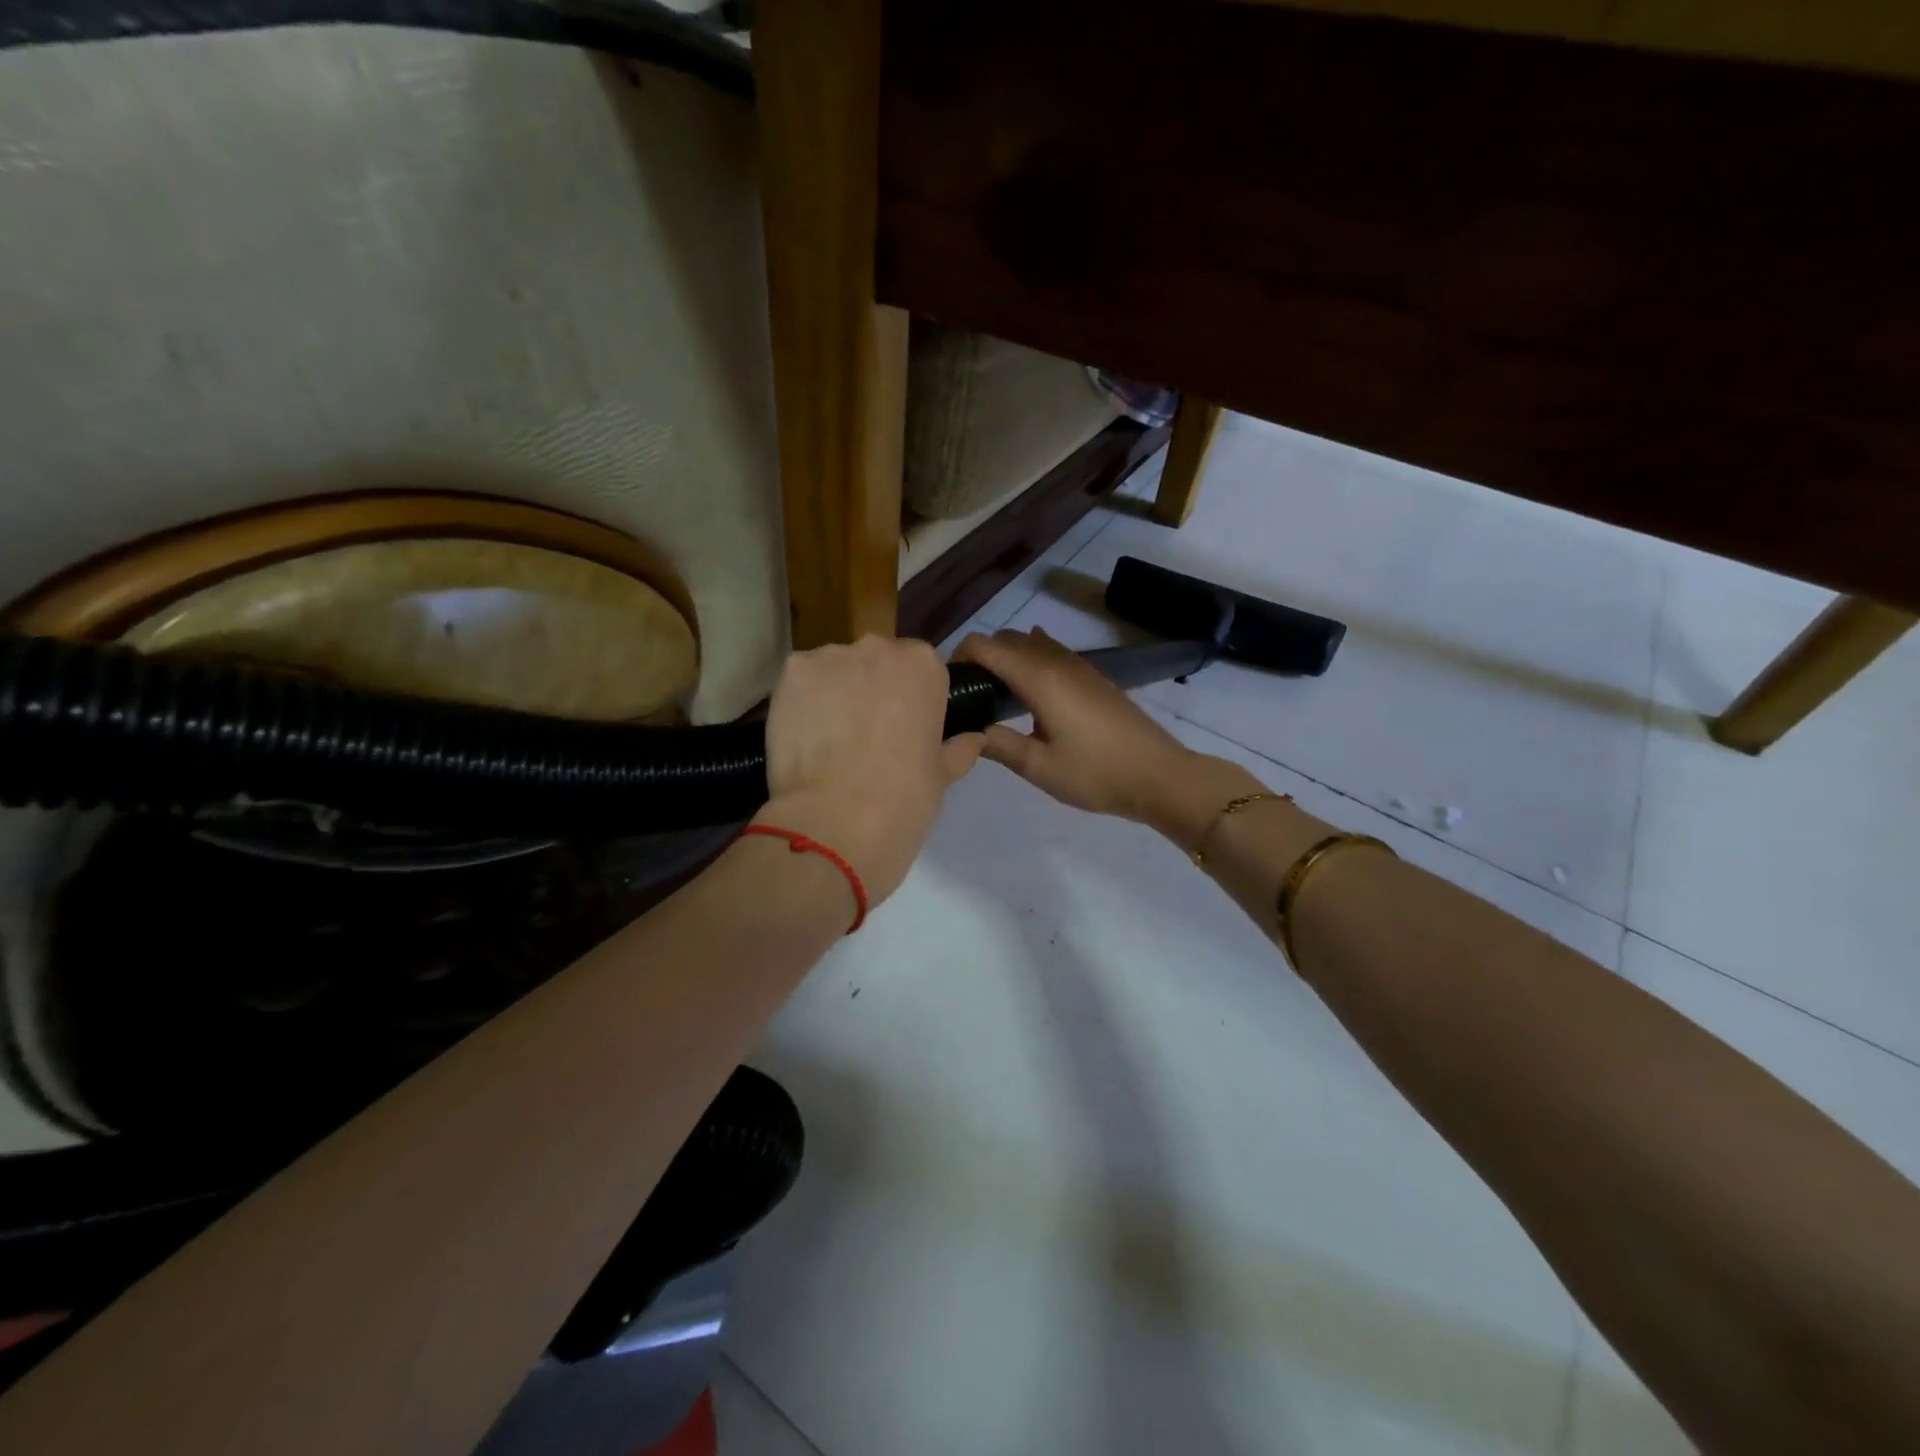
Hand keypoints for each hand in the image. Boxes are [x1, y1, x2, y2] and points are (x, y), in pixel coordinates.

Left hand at [758, 635, 983, 905]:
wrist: (835, 822)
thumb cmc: (903, 799)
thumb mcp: (943, 776)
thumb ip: (958, 748)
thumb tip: (973, 738)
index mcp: (925, 666)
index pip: (922, 667)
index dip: (913, 697)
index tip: (906, 726)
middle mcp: (878, 648)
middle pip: (876, 661)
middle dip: (873, 688)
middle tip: (867, 734)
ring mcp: (829, 657)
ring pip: (836, 669)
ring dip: (837, 693)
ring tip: (830, 739)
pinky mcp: (790, 674)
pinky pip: (801, 682)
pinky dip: (803, 702)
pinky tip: (805, 735)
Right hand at [951, 627, 1200, 822]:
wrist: (1158, 775)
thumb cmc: (1095, 774)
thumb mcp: (1038, 767)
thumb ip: (997, 744)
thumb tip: (965, 730)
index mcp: (1038, 678)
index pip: (985, 646)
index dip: (958, 657)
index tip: (946, 686)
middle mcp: (1055, 661)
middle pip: (1005, 639)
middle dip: (979, 656)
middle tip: (966, 695)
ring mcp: (1078, 665)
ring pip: (1029, 643)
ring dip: (1005, 657)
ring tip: (992, 693)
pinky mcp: (1092, 676)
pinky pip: (1050, 652)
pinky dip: (1029, 659)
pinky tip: (1026, 687)